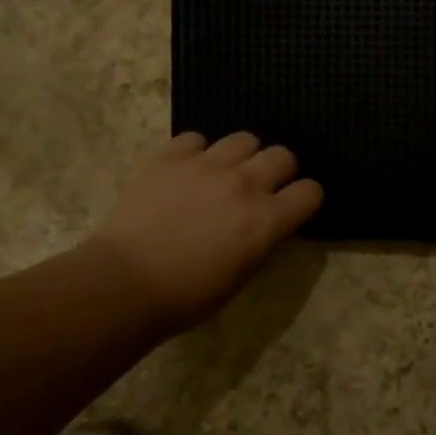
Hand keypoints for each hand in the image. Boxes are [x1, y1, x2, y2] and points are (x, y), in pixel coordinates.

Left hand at [92, 132, 322, 336]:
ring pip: (244, 139)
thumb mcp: (242, 275)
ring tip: (224, 174)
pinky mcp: (170, 156)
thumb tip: (267, 223)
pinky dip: (197, 153)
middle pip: (282, 155)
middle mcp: (244, 184)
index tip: (292, 208)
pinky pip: (196, 138)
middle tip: (259, 189)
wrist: (125, 283)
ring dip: (241, 157)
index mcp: (267, 221)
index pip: (310, 191)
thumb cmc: (187, 296)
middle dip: (278, 172)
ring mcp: (206, 165)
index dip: (305, 199)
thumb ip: (262, 240)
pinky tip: (186, 172)